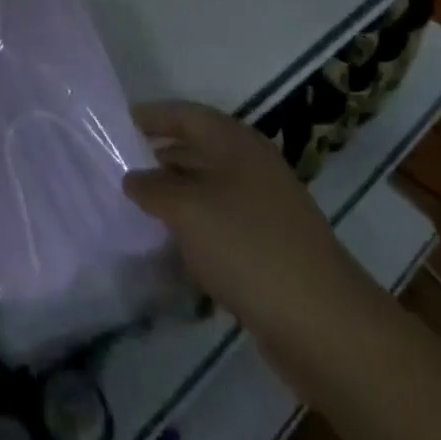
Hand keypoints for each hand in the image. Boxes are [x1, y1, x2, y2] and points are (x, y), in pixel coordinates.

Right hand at [123, 100, 360, 340]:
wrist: (325, 325)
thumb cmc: (249, 247)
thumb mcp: (187, 210)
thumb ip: (152, 187)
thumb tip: (133, 178)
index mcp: (235, 141)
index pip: (185, 114)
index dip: (150, 116)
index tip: (116, 124)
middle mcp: (251, 166)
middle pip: (196, 150)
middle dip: (158, 159)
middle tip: (119, 169)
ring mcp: (264, 209)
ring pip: (208, 191)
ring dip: (175, 199)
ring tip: (136, 211)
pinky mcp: (270, 250)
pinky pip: (221, 228)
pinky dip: (195, 233)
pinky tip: (172, 252)